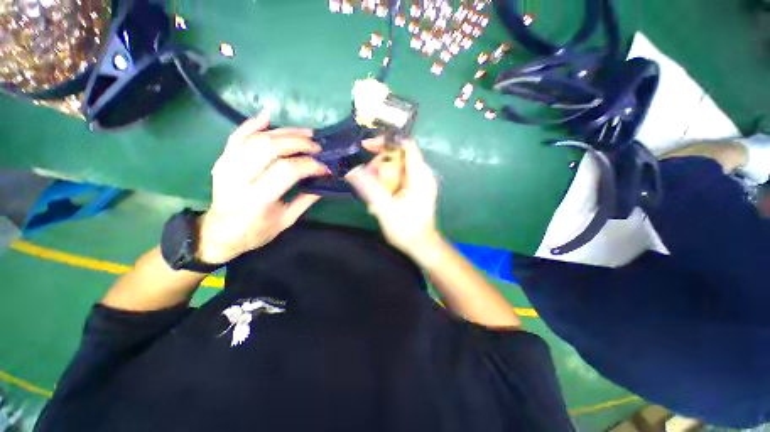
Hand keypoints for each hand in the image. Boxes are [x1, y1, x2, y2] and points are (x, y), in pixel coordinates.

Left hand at [198, 114, 328, 263]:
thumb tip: (324, 181)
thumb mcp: (285, 221)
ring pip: (255, 138)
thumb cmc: (255, 232)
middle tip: (317, 146)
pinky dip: (252, 123)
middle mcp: (238, 179)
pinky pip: (236, 135)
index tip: (325, 167)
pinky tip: (269, 116)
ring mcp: (226, 166)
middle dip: (298, 143)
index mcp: (257, 199)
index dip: (309, 165)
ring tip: (305, 133)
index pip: (287, 170)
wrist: (219, 233)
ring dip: (283, 131)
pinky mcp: (222, 160)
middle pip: (269, 148)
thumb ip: (305, 200)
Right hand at [345, 138, 439, 257]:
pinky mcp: (418, 189)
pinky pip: (401, 176)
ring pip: (399, 166)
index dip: (386, 142)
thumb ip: (368, 188)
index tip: (367, 147)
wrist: (422, 245)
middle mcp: (424, 175)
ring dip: (383, 172)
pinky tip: (380, 193)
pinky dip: (388, 180)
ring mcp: (422, 182)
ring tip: (371, 187)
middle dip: (380, 161)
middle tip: (366, 174)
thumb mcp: (384, 208)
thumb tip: (352, 171)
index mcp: (420, 176)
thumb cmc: (406, 228)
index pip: (405, 145)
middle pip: (400, 155)